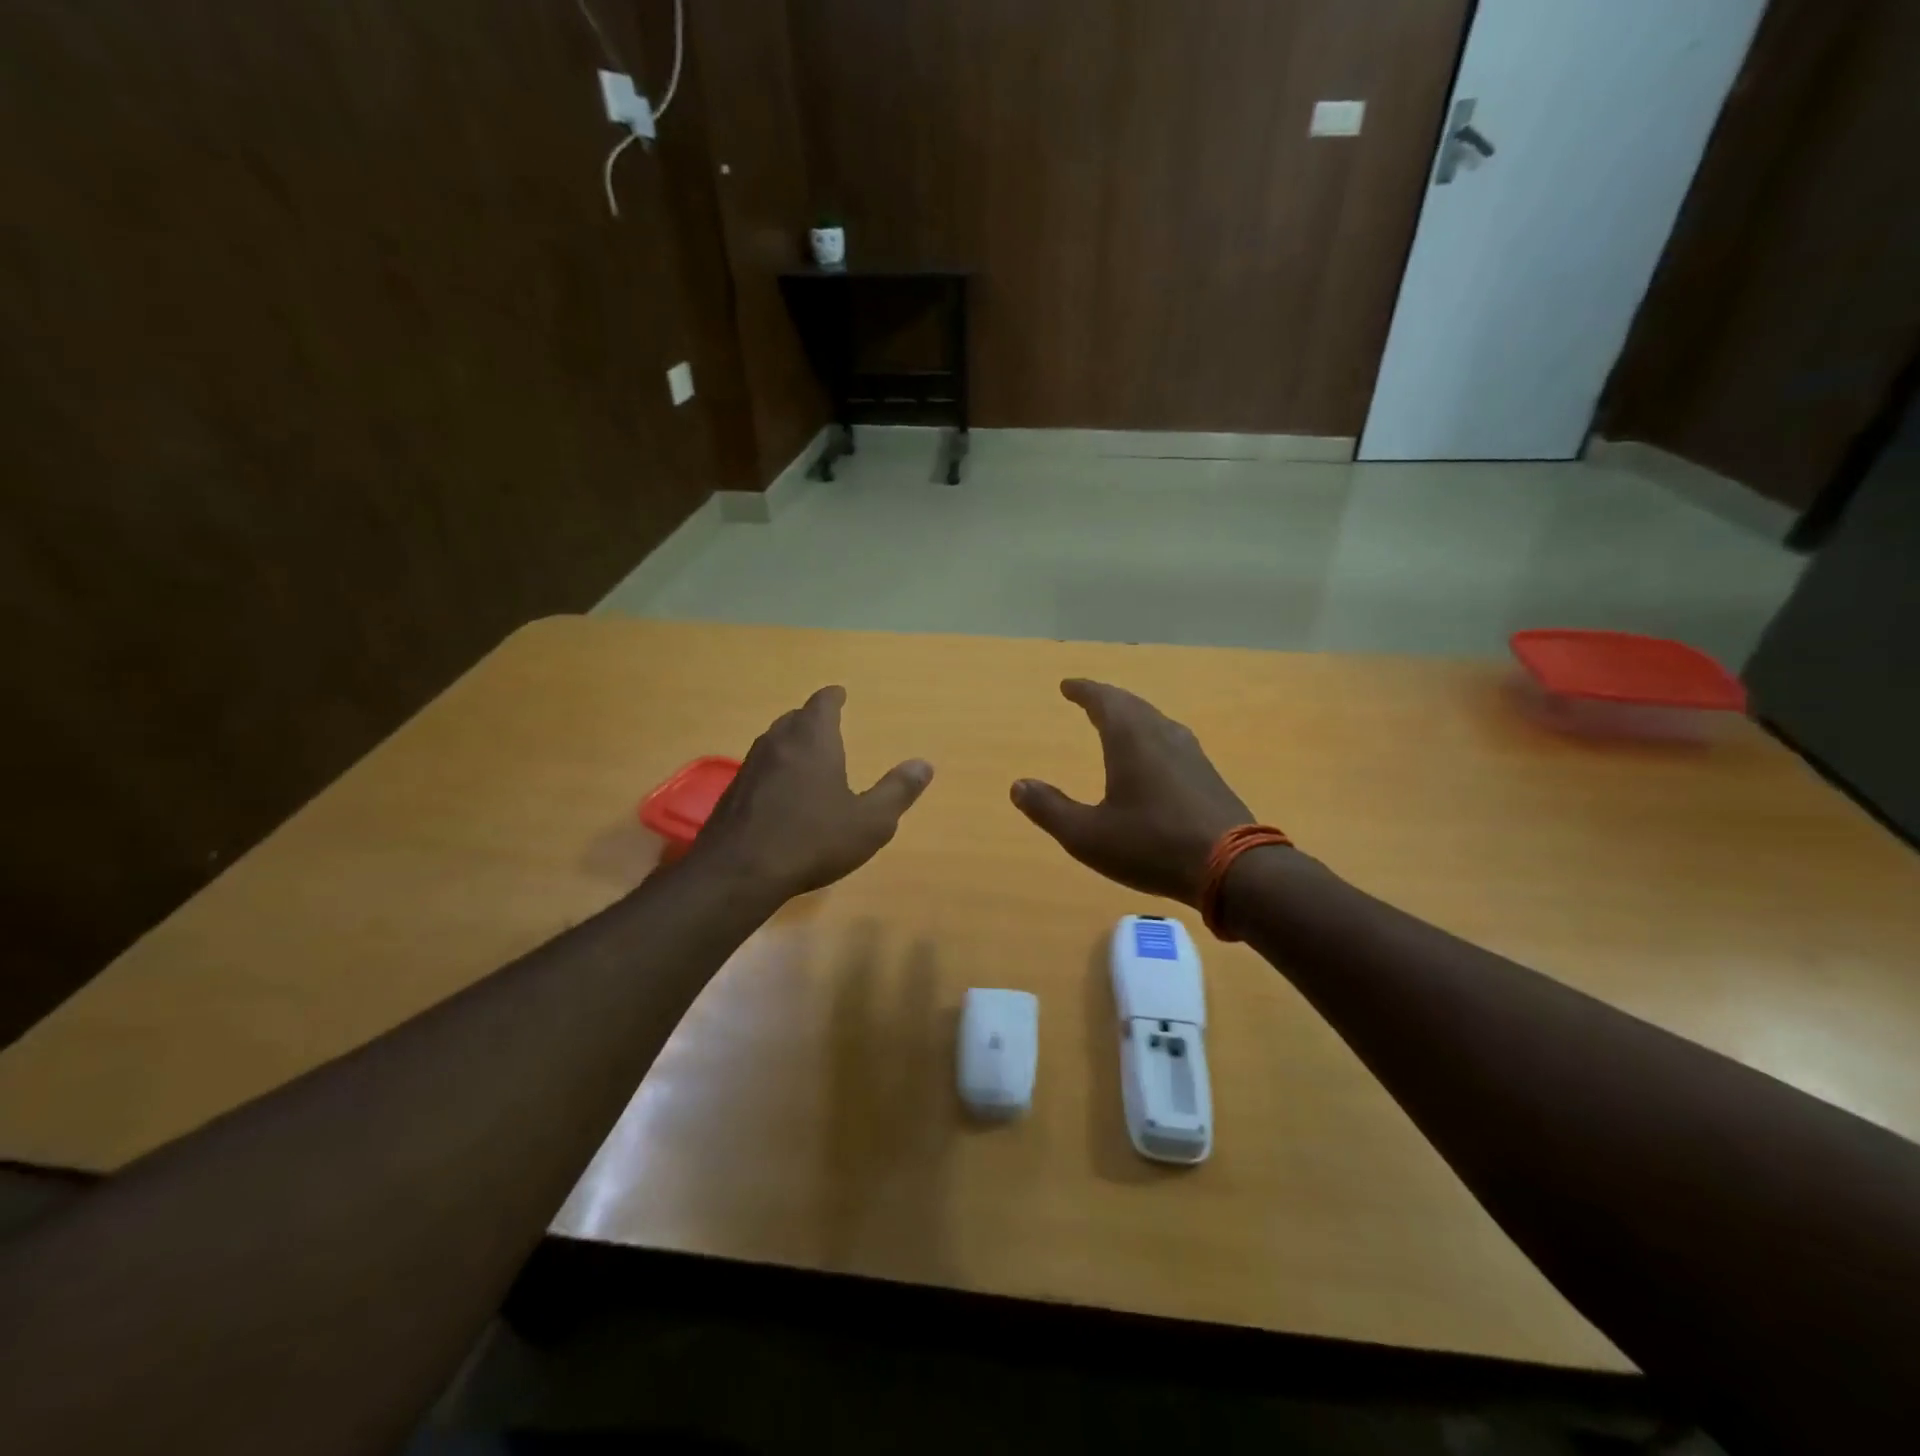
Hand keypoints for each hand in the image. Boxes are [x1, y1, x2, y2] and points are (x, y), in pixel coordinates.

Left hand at [691, 686, 933, 900]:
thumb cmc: (813, 840)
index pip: (822, 703)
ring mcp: (750, 767)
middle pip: (795, 718)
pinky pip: (760, 769)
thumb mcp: (870, 822)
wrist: (738, 873)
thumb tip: (924, 764)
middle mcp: (778, 742)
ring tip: (807, 755)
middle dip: (812, 718)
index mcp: (813, 739)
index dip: (833, 697)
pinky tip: (781, 793)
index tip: (840, 694)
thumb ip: (897, 791)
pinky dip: (775, 770)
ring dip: (791, 743)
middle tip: (827, 725)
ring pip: (774, 742)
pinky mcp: (732, 792)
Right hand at [1012, 679, 1253, 905]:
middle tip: (1088, 697)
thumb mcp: (1087, 835)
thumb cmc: (1151, 846)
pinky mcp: (1207, 774)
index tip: (1067, 685)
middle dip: (1106, 698)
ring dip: (1131, 715)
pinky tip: (1152, 756)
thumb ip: (1050, 809)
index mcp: (1131, 739)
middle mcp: (1162, 735)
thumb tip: (1018, 785)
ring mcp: (1191, 753)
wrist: (1232, 868)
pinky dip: (1150, 735)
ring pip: (1154, 720)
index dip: (1083, 691)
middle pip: (1131, 705)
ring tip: (1116, 721)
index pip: (1103, 700)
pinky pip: (1170, 740)